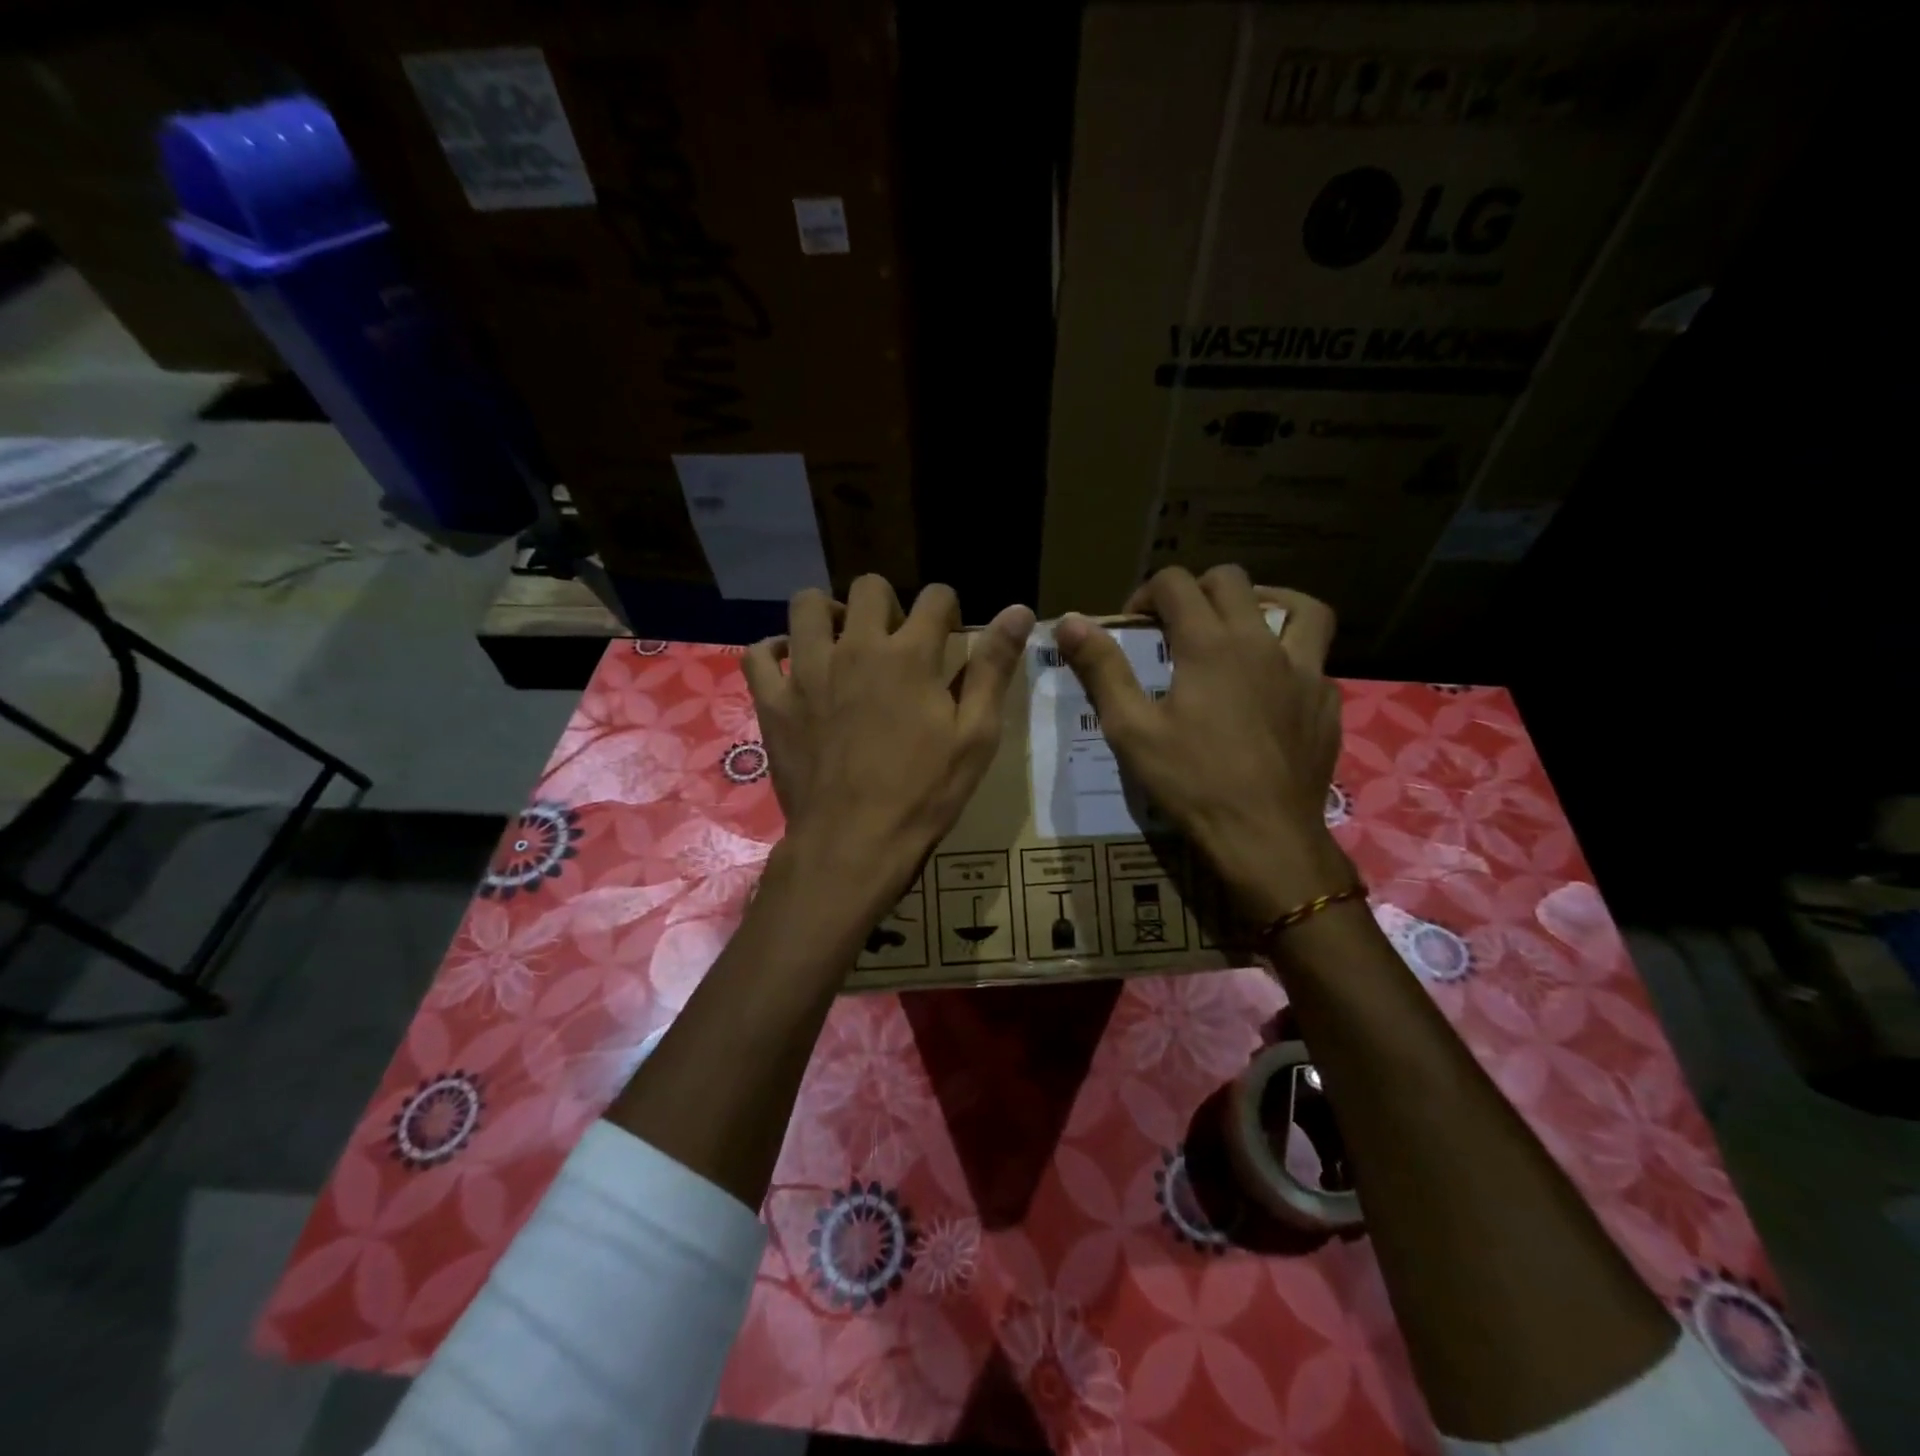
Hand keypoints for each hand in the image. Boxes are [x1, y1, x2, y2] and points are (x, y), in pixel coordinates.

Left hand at [743, 577, 1034, 910]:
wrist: (853, 843)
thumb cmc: (924, 793)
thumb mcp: (975, 735)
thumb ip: (993, 668)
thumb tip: (1020, 610)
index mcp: (910, 654)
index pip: (934, 596)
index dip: (947, 609)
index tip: (947, 634)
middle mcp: (855, 647)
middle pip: (869, 587)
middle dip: (887, 604)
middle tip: (894, 642)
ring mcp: (807, 671)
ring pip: (806, 605)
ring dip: (828, 614)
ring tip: (841, 643)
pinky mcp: (773, 701)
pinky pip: (759, 653)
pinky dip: (774, 650)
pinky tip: (792, 665)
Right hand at [1054, 565, 1351, 923]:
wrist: (1265, 837)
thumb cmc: (1192, 781)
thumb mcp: (1131, 728)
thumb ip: (1102, 669)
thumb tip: (1070, 623)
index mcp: (1210, 643)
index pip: (1176, 583)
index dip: (1146, 594)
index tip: (1133, 626)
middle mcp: (1261, 642)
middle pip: (1232, 580)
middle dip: (1196, 591)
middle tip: (1176, 626)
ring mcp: (1304, 669)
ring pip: (1298, 606)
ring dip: (1264, 603)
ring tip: (1241, 627)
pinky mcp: (1326, 700)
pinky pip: (1314, 657)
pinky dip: (1289, 656)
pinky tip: (1271, 688)